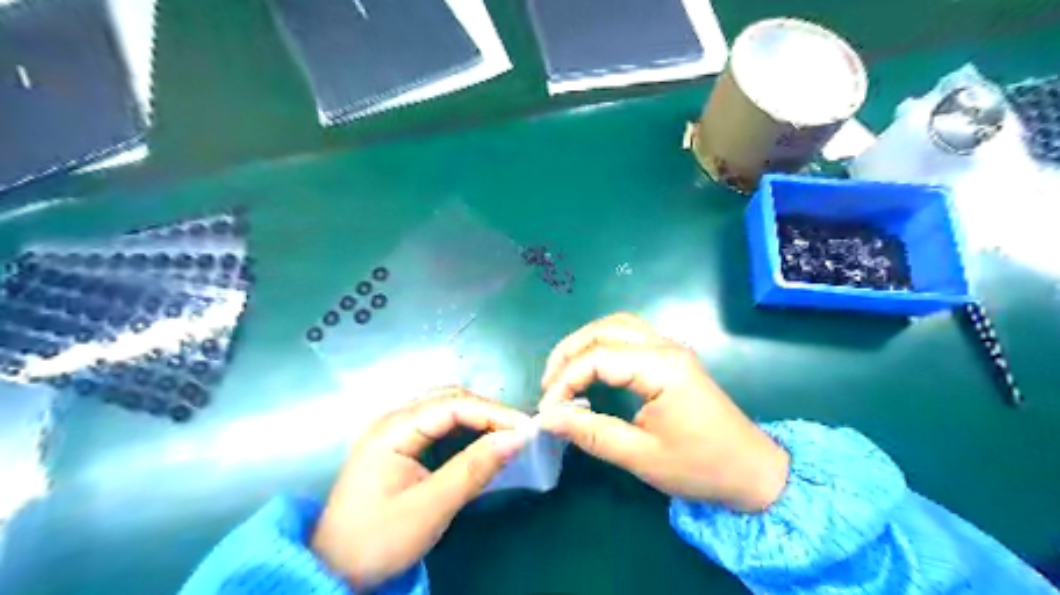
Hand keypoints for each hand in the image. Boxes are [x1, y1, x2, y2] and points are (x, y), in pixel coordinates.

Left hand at [311, 388, 529, 588]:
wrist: (333, 570)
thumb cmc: (377, 540)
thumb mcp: (431, 507)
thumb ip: (474, 468)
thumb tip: (518, 438)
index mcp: (393, 429)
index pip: (453, 405)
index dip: (493, 412)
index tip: (527, 428)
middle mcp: (393, 419)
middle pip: (450, 399)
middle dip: (488, 411)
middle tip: (519, 432)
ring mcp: (395, 430)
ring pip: (445, 408)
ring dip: (478, 417)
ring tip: (506, 434)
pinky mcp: (399, 445)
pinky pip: (439, 425)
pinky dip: (465, 429)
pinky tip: (480, 441)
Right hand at [540, 311, 785, 510]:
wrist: (752, 471)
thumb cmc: (700, 467)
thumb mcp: (640, 456)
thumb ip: (591, 433)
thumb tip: (549, 418)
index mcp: (662, 368)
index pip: (597, 358)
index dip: (564, 381)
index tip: (547, 410)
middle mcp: (666, 346)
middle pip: (604, 329)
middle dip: (568, 353)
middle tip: (547, 385)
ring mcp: (670, 348)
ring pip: (616, 325)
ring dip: (584, 343)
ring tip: (563, 372)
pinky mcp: (671, 356)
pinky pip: (629, 335)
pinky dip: (602, 344)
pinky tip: (591, 366)